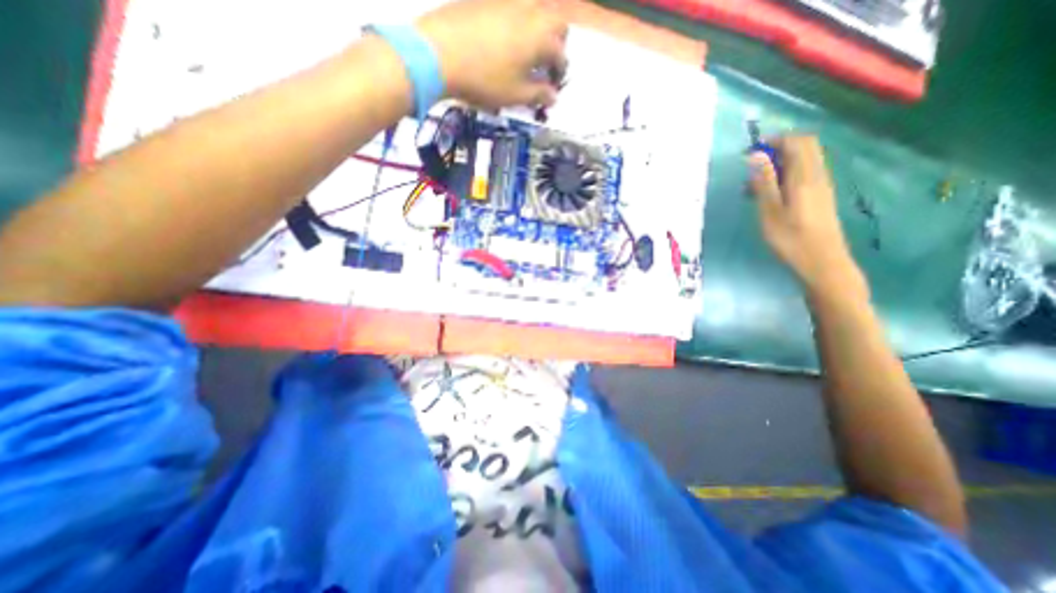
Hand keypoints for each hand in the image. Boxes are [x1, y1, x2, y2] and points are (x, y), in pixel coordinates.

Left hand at [420, 0, 568, 108]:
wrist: (438, 53)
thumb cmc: (484, 79)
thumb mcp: (515, 95)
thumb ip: (538, 95)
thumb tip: (552, 97)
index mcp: (540, 36)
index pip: (560, 53)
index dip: (559, 72)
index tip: (553, 85)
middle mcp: (529, 11)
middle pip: (554, 22)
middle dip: (555, 43)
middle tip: (545, 63)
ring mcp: (506, 1)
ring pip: (533, 11)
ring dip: (537, 31)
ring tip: (525, 53)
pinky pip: (511, 8)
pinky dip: (516, 23)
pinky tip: (503, 41)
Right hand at [747, 133, 860, 293]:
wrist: (821, 261)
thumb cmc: (790, 238)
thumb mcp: (769, 211)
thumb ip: (764, 182)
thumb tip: (756, 155)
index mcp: (805, 176)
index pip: (797, 142)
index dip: (775, 140)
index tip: (751, 152)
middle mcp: (818, 175)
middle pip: (805, 146)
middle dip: (779, 148)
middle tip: (754, 166)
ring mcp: (822, 185)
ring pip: (805, 159)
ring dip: (781, 163)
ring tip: (756, 184)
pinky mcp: (821, 195)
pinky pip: (806, 173)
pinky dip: (788, 174)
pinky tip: (772, 193)